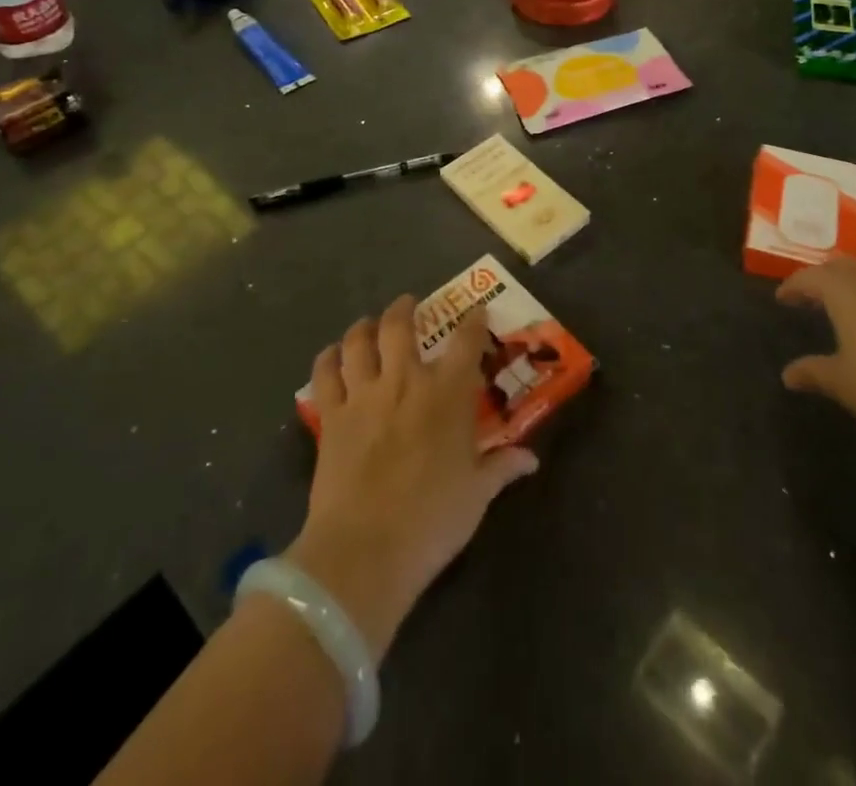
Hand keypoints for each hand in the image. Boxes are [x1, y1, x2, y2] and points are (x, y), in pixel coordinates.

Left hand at [284, 296, 537, 663]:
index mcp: (447, 393)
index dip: (474, 320)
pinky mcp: (331, 417)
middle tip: (409, 305)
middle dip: (405, 309)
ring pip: (358, 341)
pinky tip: (331, 357)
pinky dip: (327, 360)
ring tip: (368, 324)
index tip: (478, 312)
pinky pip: (324, 375)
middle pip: (400, 326)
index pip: (466, 341)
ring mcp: (363, 395)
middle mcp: (405, 380)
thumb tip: (531, 459)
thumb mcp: (476, 495)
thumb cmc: (432, 521)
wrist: (364, 551)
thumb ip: (502, 468)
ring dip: (364, 327)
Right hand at [777, 258, 855, 453]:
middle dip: (821, 278)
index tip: (782, 298)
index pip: (809, 277)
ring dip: (850, 284)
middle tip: (809, 296)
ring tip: (842, 305)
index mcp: (844, 291)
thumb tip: (788, 373)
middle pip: (840, 267)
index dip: (792, 286)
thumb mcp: (845, 383)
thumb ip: (814, 373)